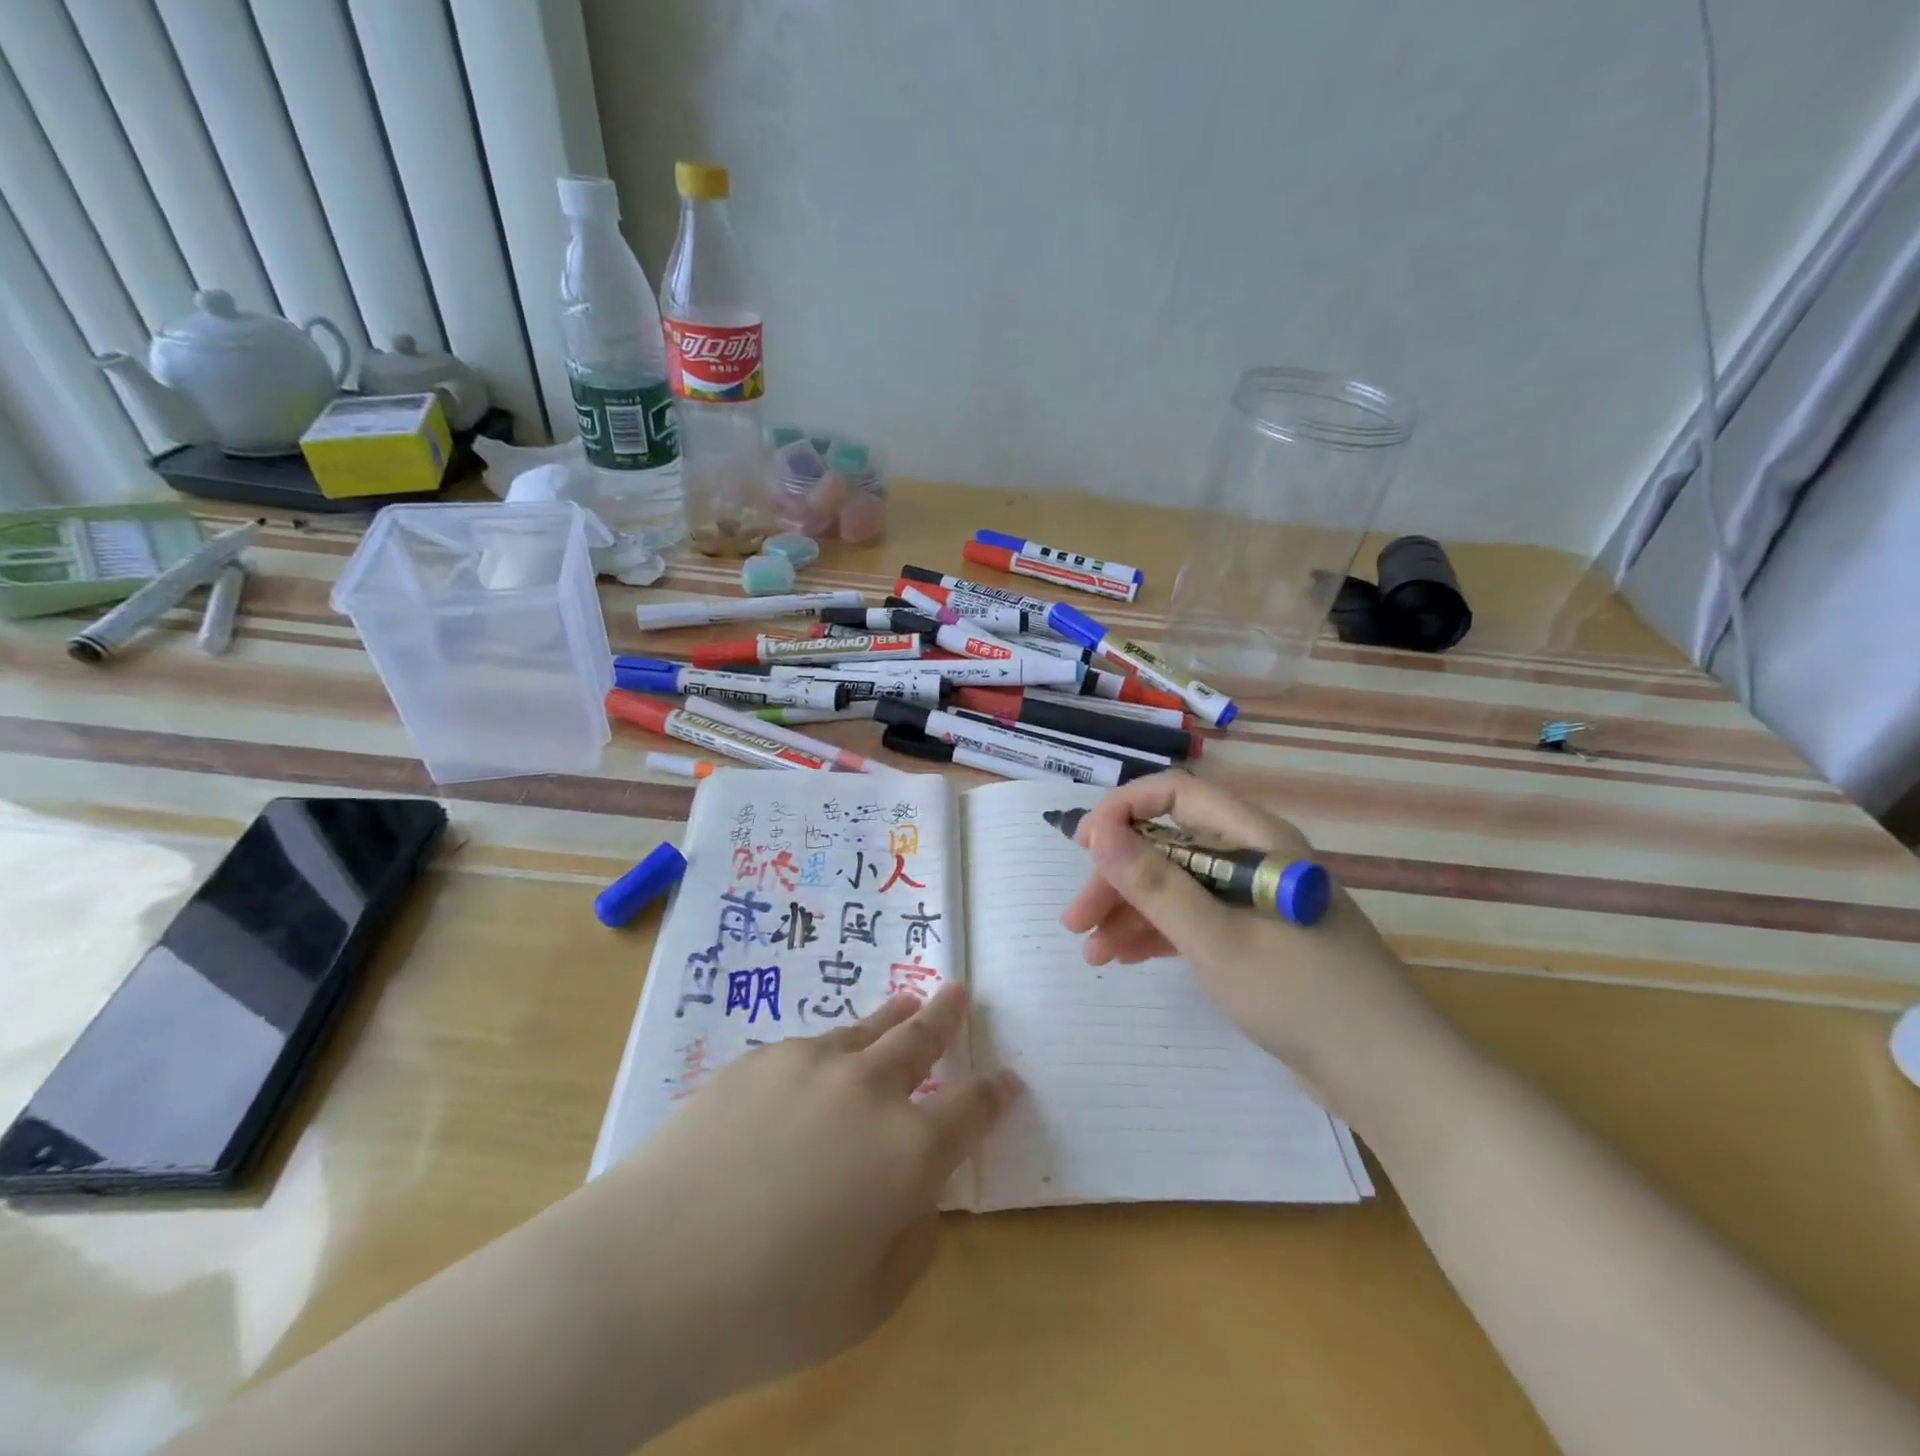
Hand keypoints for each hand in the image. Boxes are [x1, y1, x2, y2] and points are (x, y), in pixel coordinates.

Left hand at [605, 986, 1017, 1405]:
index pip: (970, 1109)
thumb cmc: (769, 1308)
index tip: (1006, 1081)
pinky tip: (822, 1067)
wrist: (652, 1268)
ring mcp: (813, 1063)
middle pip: (921, 1038)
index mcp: (908, 1151)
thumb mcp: (868, 1300)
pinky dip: (833, 1050)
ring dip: (894, 1016)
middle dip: (946, 1015)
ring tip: (908, 1003)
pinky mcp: (762, 1057)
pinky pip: (813, 1046)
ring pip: (868, 1028)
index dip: (993, 1094)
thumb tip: (916, 1192)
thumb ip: (911, 1237)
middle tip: (958, 992)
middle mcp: (869, 1090)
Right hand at [1059, 771, 1440, 1110]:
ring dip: (1130, 910)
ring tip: (1090, 949)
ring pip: (1178, 886)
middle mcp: (1254, 859)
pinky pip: (1195, 921)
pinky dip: (1158, 934)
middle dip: (1118, 876)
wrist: (1390, 1076)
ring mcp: (1256, 902)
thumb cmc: (1302, 996)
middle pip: (1170, 846)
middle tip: (1076, 918)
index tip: (1083, 847)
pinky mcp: (1256, 940)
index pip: (1177, 795)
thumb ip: (1155, 883)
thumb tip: (1098, 831)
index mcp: (1256, 839)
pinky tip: (1121, 957)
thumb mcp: (1216, 939)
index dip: (1123, 811)